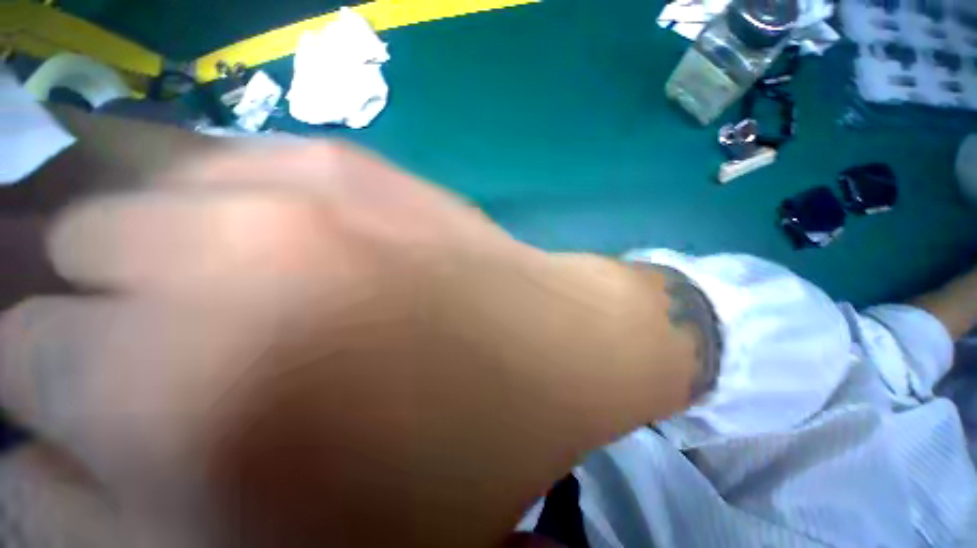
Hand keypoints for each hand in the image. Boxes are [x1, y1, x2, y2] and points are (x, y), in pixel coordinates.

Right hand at [1, 141, 550, 546]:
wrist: (542, 351)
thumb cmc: (447, 462)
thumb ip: (101, 522)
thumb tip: (27, 454)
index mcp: (168, 400)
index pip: (11, 362)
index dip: (24, 383)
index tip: (61, 398)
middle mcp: (210, 263)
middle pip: (59, 257)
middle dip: (79, 303)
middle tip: (141, 336)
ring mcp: (291, 185)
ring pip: (133, 182)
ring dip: (138, 237)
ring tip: (203, 277)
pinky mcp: (354, 161)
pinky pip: (236, 157)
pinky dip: (217, 196)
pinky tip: (275, 235)